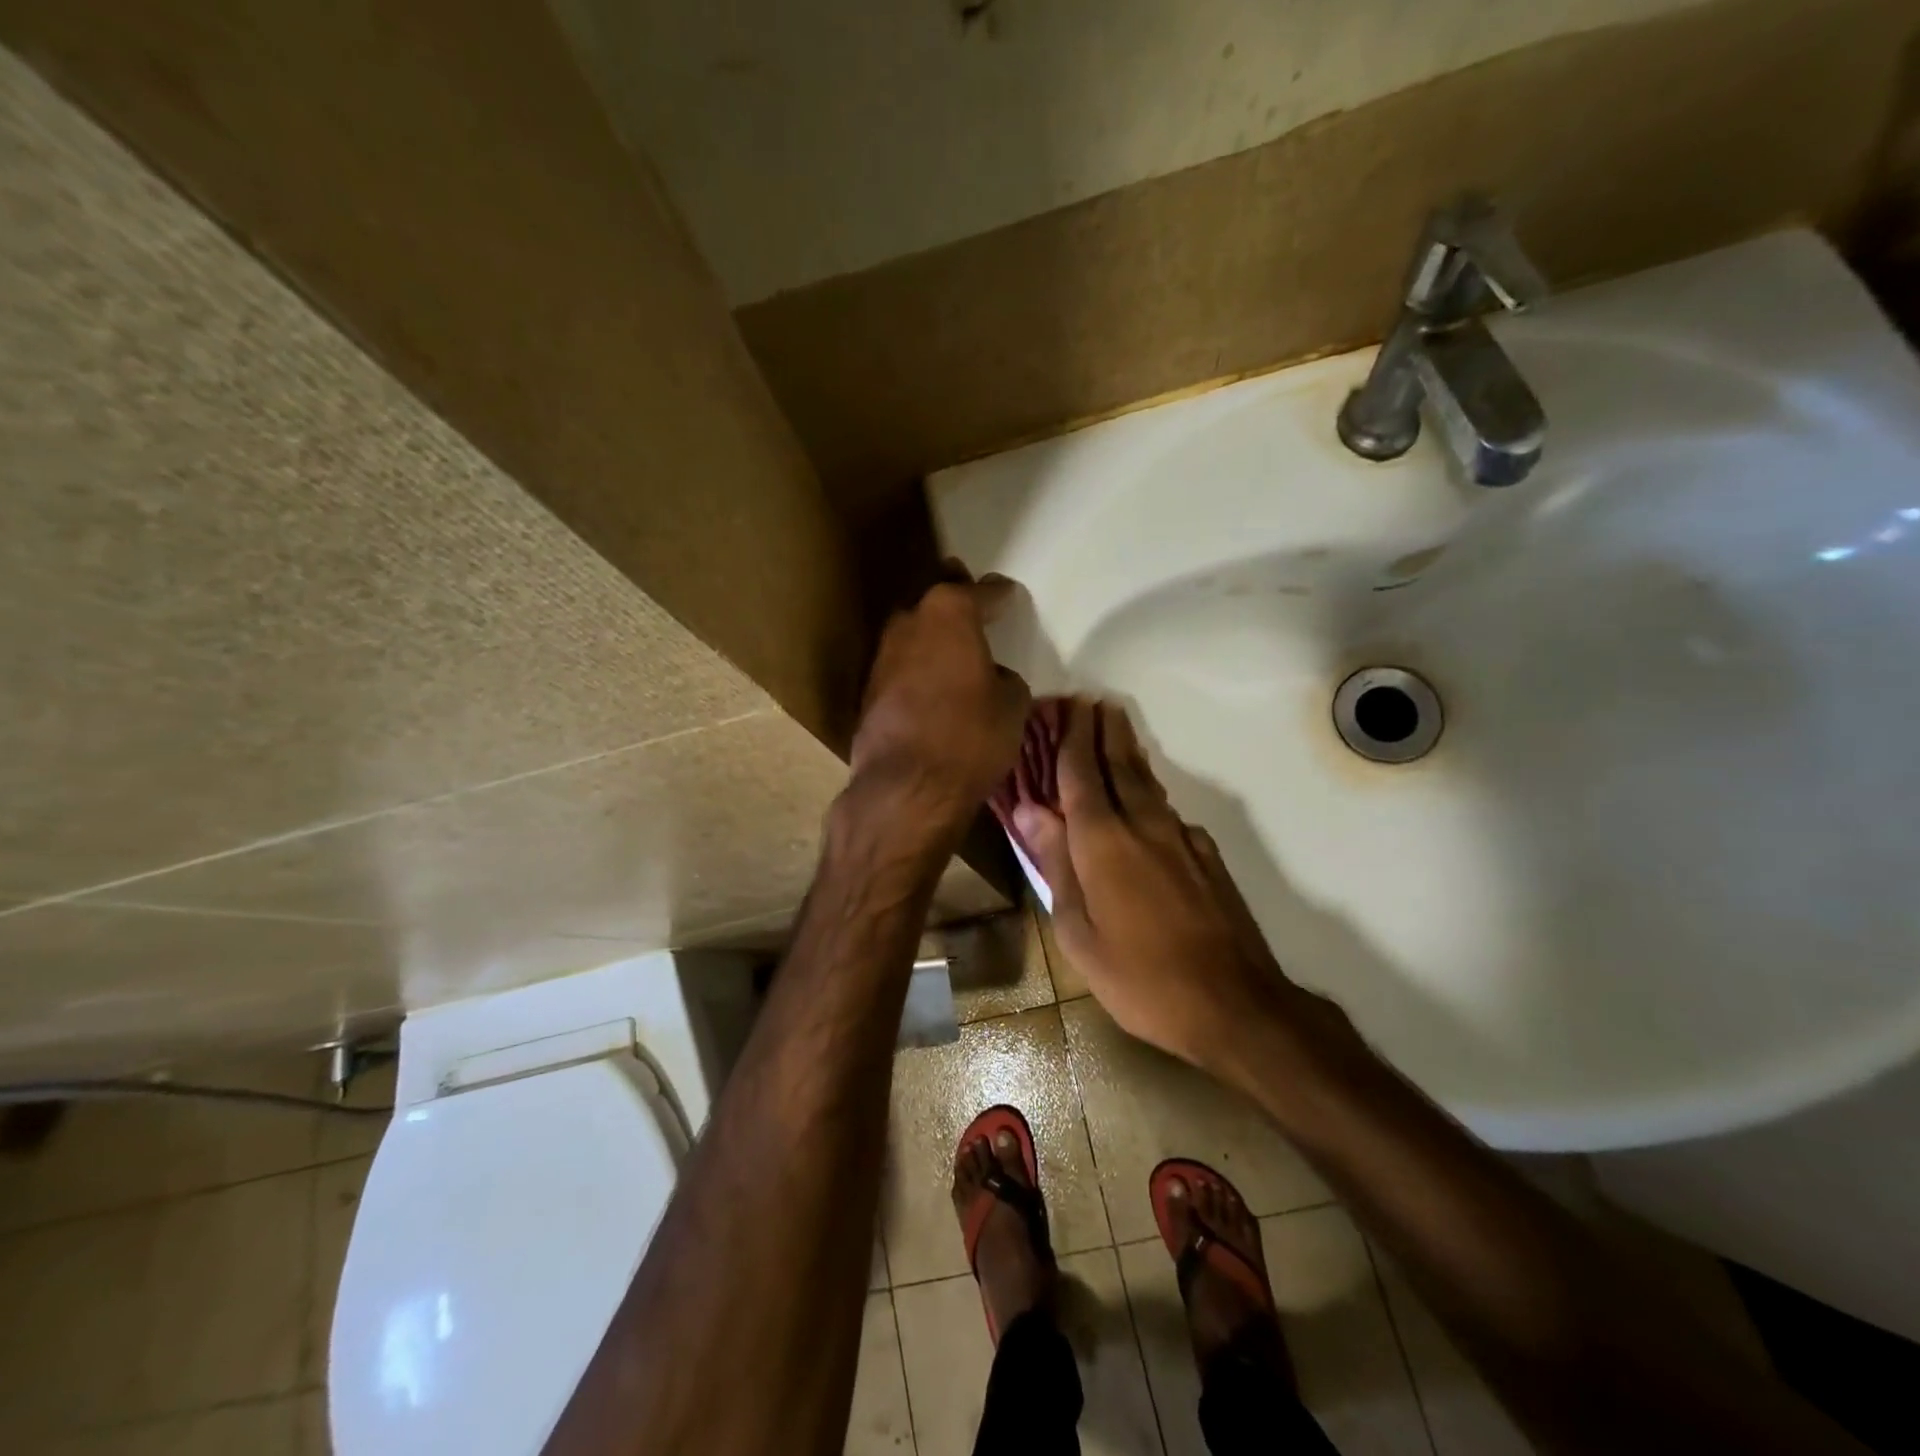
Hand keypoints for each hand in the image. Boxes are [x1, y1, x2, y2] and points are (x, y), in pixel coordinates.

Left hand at [847, 571, 1030, 850]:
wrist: (907, 788)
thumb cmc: (971, 737)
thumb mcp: (1012, 706)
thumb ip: (1004, 679)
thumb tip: (993, 677)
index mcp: (949, 613)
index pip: (979, 592)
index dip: (997, 594)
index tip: (1007, 594)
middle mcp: (909, 623)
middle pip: (933, 599)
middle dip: (953, 595)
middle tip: (969, 598)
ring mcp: (882, 656)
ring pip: (911, 631)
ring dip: (930, 634)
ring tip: (950, 643)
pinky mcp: (868, 691)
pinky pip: (900, 666)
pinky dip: (916, 666)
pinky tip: (929, 680)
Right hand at [1014, 700, 1349, 1072]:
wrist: (1234, 1004)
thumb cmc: (1139, 977)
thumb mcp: (1078, 932)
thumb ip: (1056, 864)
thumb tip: (1030, 810)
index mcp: (1103, 841)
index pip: (1080, 773)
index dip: (1071, 737)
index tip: (1066, 705)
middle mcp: (1143, 825)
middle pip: (1119, 764)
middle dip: (1103, 730)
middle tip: (1092, 702)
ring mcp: (1181, 838)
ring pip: (1148, 782)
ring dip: (1127, 752)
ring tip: (1115, 730)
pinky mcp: (1206, 855)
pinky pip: (1168, 810)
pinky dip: (1150, 791)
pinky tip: (1146, 801)